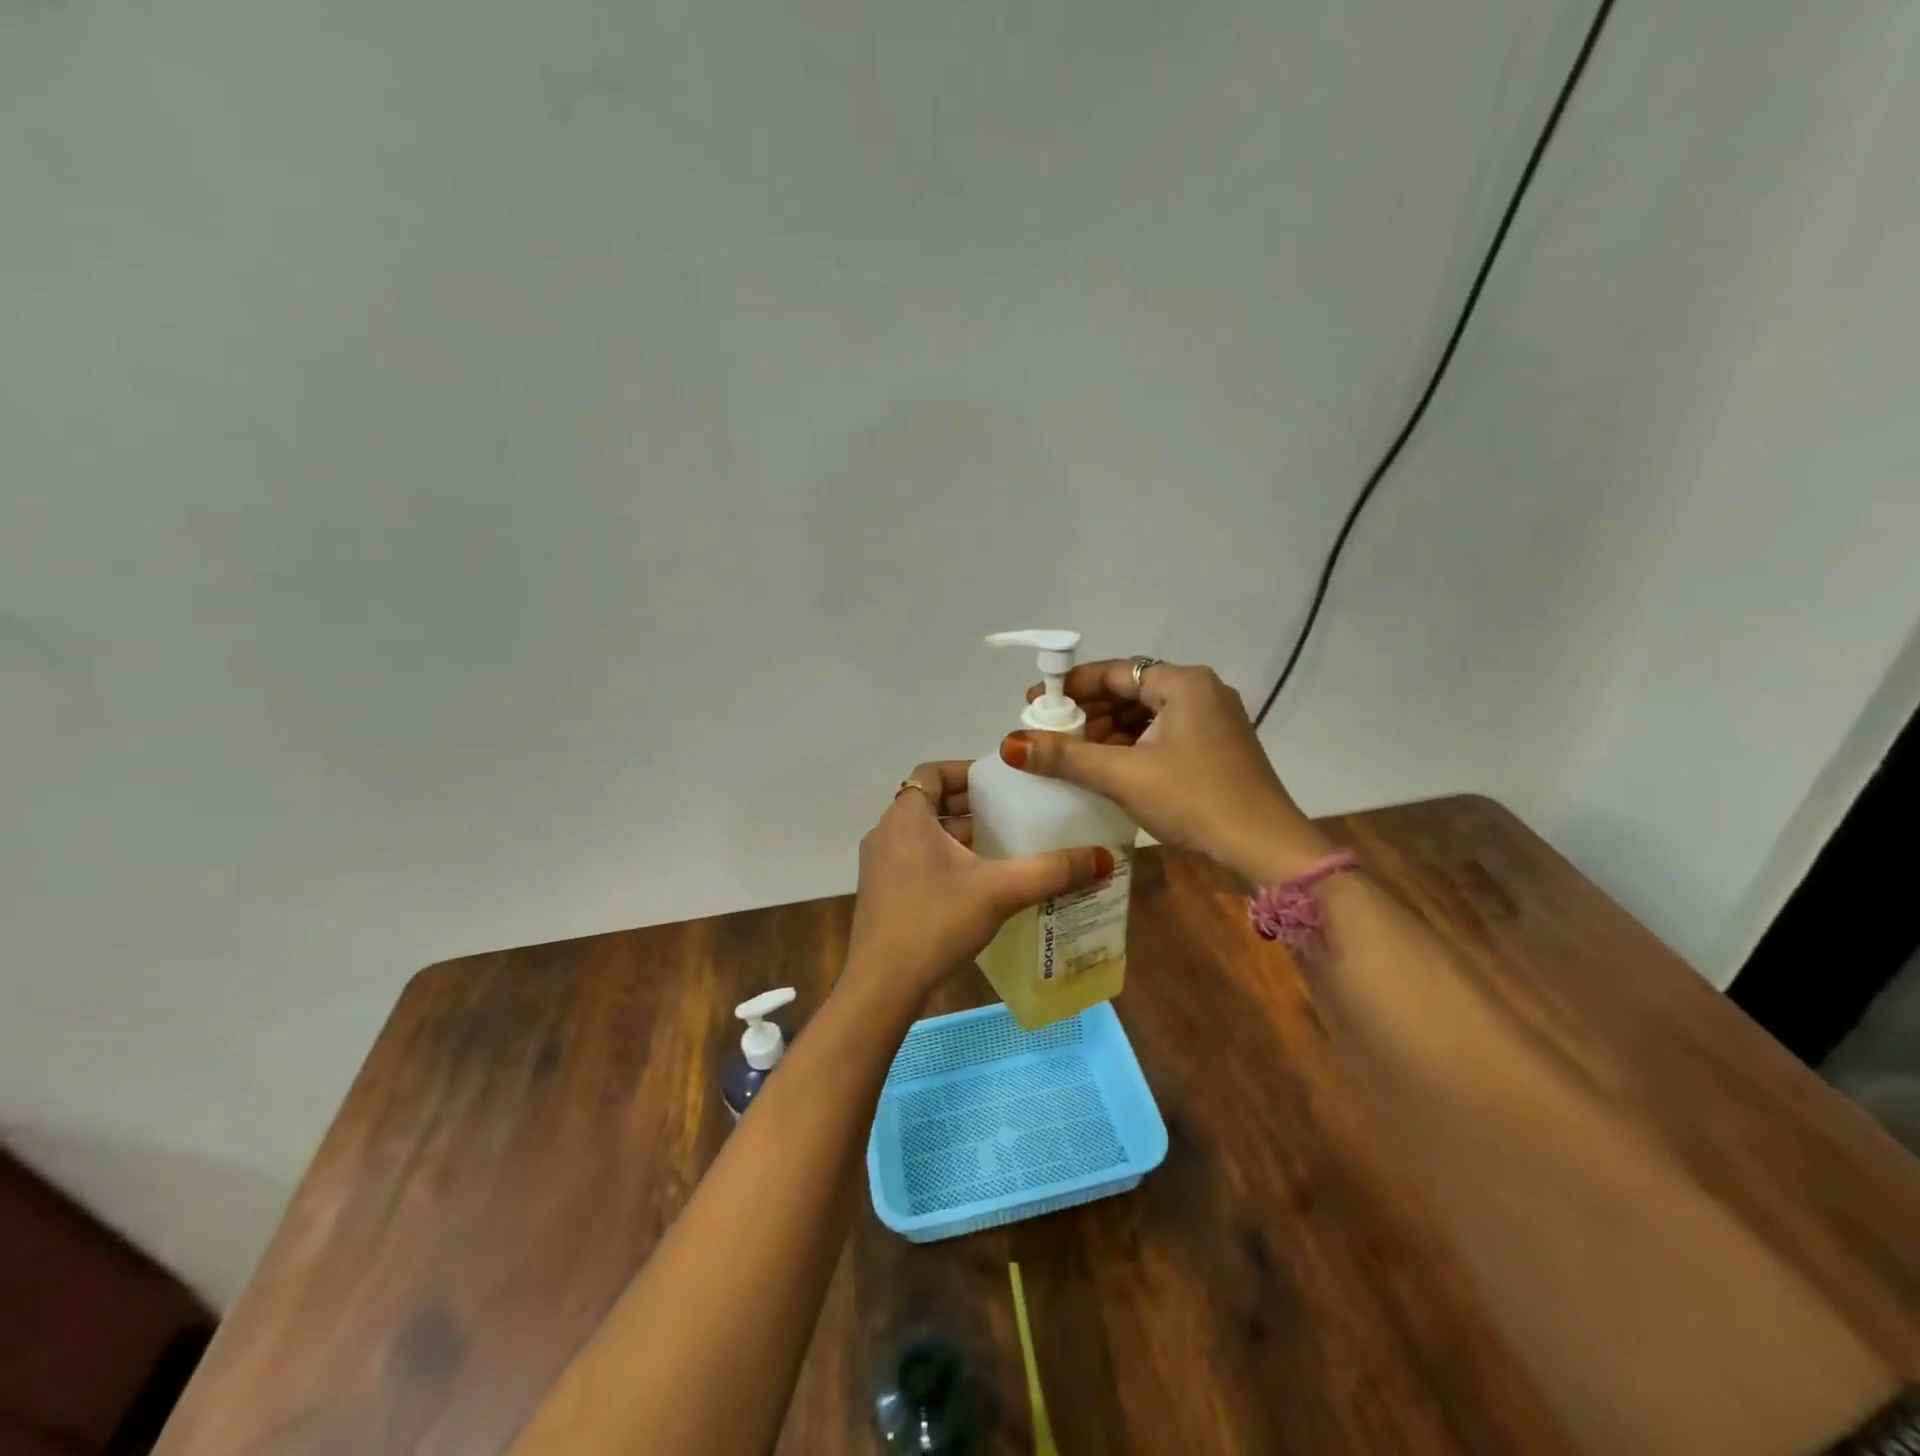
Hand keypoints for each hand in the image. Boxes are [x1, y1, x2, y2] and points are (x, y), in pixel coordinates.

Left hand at [844, 760, 1114, 1005]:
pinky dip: (946, 860)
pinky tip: (979, 884)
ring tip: (1004, 847)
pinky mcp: (882, 893)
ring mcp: (880, 865)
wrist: (883, 985)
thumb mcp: (1000, 891)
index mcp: (906, 816)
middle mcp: (887, 832)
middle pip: (931, 803)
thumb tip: (1104, 858)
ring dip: (960, 836)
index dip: (967, 771)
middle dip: (972, 806)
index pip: (933, 772)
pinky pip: (917, 860)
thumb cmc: (936, 922)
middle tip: (1013, 814)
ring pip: (924, 834)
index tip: (1002, 783)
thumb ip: (1052, 871)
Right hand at [1003, 660, 1332, 885]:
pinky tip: (1108, 769)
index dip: (1070, 686)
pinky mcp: (1217, 749)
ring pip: (1147, 716)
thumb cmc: (1194, 801)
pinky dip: (1133, 747)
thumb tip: (1011, 743)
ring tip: (1072, 755)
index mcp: (1183, 683)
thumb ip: (1065, 756)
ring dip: (1109, 732)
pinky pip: (1163, 736)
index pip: (1114, 672)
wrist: (1265, 849)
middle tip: (1050, 734)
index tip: (1035, 703)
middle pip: (1130, 691)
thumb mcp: (1123, 775)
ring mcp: (1214, 721)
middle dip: (1088, 712)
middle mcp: (1201, 692)